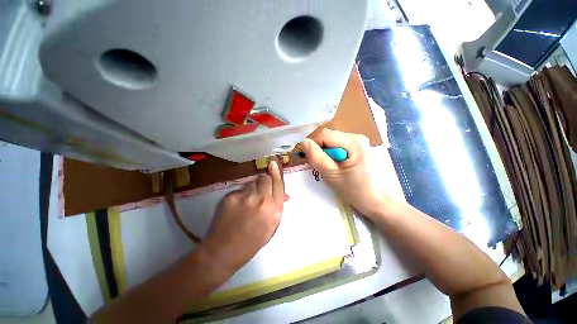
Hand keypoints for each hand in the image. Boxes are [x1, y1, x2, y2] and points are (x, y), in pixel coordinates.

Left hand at [202, 160, 284, 273]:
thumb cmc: (252, 242)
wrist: (224, 251)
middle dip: (265, 179)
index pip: (278, 184)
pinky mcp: (231, 197)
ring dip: (253, 187)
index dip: (276, 172)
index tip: (273, 163)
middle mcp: (262, 201)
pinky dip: (241, 194)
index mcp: (274, 210)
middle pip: (265, 178)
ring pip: (252, 182)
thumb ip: (277, 207)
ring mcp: (245, 197)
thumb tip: (284, 194)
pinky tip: (237, 206)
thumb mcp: (271, 226)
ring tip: (248, 201)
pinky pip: (240, 189)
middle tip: (261, 187)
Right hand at [301, 128, 387, 217]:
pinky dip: (329, 152)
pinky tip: (332, 163)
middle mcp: (357, 136)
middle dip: (317, 148)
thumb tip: (303, 142)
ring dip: (323, 151)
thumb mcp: (331, 175)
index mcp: (354, 142)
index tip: (306, 158)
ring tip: (325, 165)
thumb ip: (316, 157)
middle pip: (327, 136)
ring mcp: (357, 140)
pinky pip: (336, 144)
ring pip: (330, 140)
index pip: (324, 134)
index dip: (311, 144)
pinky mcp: (356, 145)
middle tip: (315, 164)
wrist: (374, 199)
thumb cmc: (354, 190)